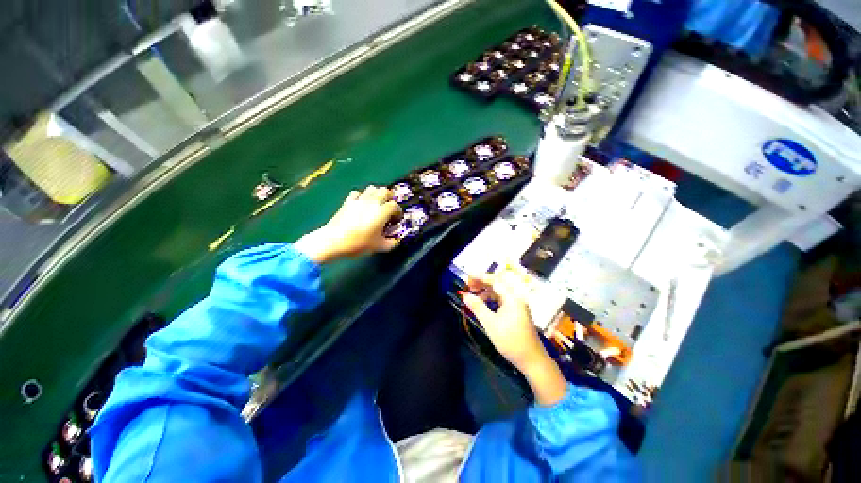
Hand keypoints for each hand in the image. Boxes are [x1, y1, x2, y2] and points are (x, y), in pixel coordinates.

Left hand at [295, 186, 400, 263]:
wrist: (333, 240)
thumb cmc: (359, 243)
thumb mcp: (379, 246)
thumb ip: (391, 243)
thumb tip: (396, 241)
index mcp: (382, 212)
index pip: (394, 205)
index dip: (397, 211)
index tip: (396, 218)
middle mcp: (373, 202)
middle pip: (384, 190)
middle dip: (389, 197)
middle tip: (388, 206)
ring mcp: (359, 200)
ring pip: (372, 188)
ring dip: (376, 194)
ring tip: (376, 203)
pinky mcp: (348, 201)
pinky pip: (357, 193)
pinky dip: (361, 196)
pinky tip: (361, 204)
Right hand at [461, 273, 566, 405]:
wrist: (532, 361)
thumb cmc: (511, 341)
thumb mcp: (490, 324)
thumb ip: (477, 307)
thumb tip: (465, 295)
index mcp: (512, 298)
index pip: (495, 281)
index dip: (480, 277)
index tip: (468, 276)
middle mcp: (516, 298)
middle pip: (497, 284)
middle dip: (482, 283)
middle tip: (468, 285)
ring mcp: (517, 305)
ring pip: (499, 292)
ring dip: (486, 291)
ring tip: (473, 294)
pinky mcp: (516, 312)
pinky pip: (502, 300)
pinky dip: (491, 299)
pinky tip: (483, 304)